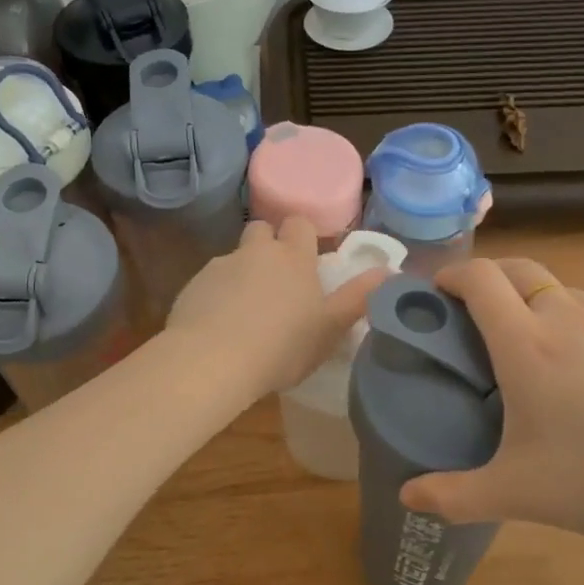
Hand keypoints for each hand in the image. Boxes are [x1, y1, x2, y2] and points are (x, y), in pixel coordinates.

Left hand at [167, 218, 388, 398]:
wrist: (212, 361)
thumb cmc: (282, 346)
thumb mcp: (330, 328)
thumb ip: (359, 298)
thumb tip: (390, 271)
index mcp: (293, 258)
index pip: (299, 223)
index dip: (302, 236)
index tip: (306, 259)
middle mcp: (256, 252)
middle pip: (262, 231)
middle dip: (269, 246)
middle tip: (277, 281)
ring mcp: (220, 266)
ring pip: (235, 257)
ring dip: (242, 273)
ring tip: (246, 311)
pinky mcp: (193, 286)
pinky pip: (210, 282)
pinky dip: (217, 295)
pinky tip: (219, 325)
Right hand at [400, 257, 583, 544]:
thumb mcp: (515, 494)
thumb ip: (453, 496)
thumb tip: (407, 497)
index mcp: (527, 345)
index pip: (481, 279)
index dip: (453, 274)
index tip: (438, 292)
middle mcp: (570, 320)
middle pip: (522, 269)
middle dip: (491, 277)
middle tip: (477, 311)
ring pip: (567, 292)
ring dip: (539, 303)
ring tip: (537, 347)